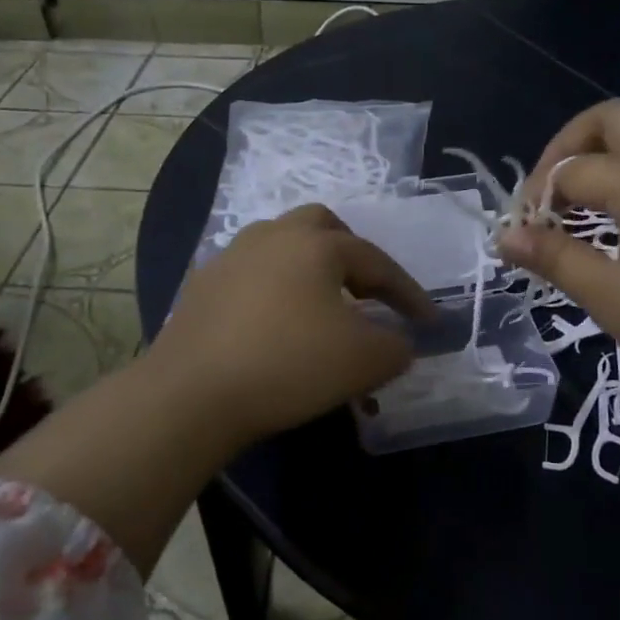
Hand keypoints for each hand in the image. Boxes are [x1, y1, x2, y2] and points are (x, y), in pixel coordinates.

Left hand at [151, 204, 434, 443]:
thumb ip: (396, 347)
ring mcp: (230, 257)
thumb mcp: (363, 361)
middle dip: (352, 253)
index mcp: (316, 244)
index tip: (429, 322)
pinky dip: (275, 288)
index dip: (408, 293)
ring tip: (322, 304)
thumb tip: (398, 343)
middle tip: (367, 290)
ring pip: (281, 244)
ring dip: (310, 267)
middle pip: (322, 226)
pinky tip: (275, 321)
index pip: (377, 262)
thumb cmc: (288, 365)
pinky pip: (251, 273)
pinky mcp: (201, 286)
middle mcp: (272, 236)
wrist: (191, 393)